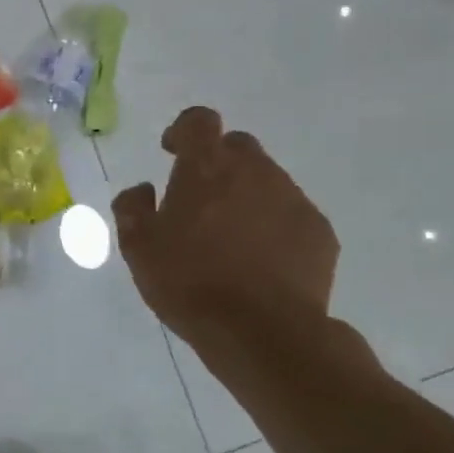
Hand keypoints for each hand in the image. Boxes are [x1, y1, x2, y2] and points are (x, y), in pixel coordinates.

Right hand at [112, 107, 337, 344]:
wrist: (262, 332)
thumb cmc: (188, 282)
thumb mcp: (137, 248)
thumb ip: (133, 208)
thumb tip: (143, 190)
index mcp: (206, 168)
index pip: (200, 120)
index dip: (184, 130)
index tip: (172, 152)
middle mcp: (255, 172)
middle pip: (238, 146)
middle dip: (218, 162)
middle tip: (200, 199)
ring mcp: (293, 200)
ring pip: (268, 180)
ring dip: (246, 194)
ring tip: (230, 237)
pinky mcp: (320, 233)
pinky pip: (291, 214)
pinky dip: (273, 225)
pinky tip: (259, 260)